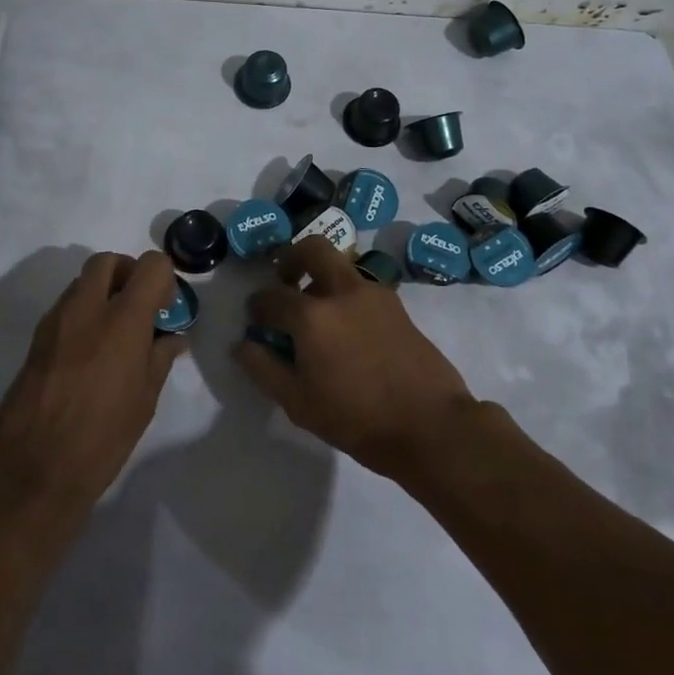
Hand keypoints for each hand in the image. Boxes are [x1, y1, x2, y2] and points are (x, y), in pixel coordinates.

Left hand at [0, 250, 184, 515]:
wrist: (35, 468)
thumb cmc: (103, 437)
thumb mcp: (145, 400)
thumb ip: (160, 358)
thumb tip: (173, 337)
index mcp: (122, 320)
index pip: (149, 265)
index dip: (163, 278)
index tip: (164, 307)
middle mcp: (86, 309)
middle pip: (107, 261)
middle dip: (127, 272)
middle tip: (138, 306)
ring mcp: (56, 321)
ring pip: (81, 282)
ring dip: (102, 292)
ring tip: (113, 334)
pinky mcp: (36, 339)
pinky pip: (64, 308)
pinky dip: (81, 313)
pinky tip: (88, 353)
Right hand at [233, 238, 476, 480]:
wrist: (430, 425)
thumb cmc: (357, 419)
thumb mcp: (298, 403)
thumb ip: (264, 369)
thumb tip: (242, 344)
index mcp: (312, 316)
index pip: (272, 297)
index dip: (257, 306)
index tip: (255, 317)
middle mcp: (342, 292)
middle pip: (313, 248)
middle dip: (292, 258)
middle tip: (285, 280)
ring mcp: (375, 294)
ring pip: (341, 265)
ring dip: (322, 275)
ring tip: (317, 311)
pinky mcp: (398, 306)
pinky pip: (362, 287)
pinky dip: (346, 294)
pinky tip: (347, 329)